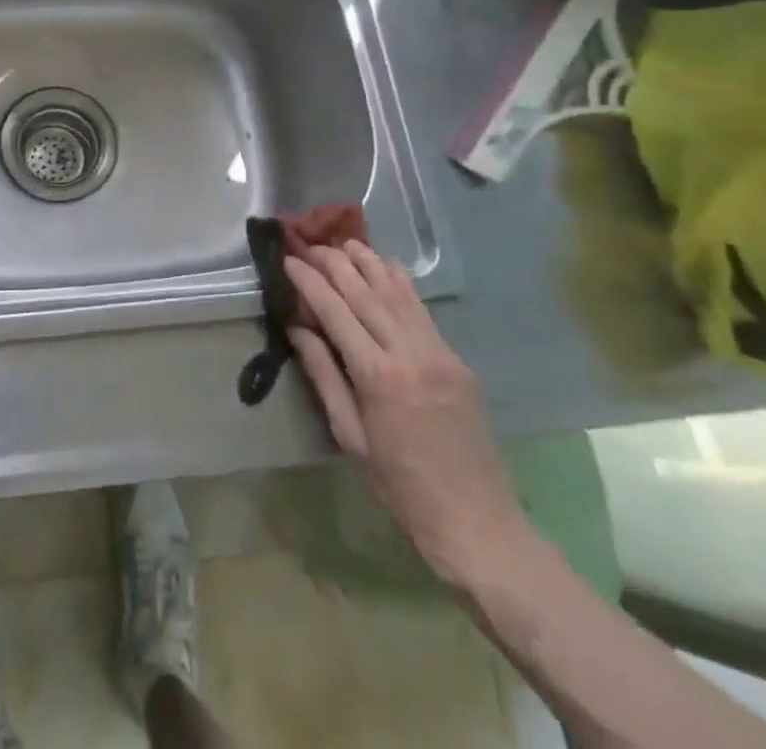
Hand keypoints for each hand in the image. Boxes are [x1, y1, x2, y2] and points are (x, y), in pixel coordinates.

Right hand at [284, 242, 528, 582]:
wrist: (476, 523)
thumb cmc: (400, 487)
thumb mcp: (350, 437)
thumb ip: (323, 375)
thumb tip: (298, 328)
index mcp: (377, 377)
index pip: (335, 312)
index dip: (309, 282)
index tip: (289, 260)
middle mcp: (409, 354)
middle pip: (366, 293)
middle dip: (335, 264)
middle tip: (310, 245)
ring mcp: (439, 353)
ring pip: (397, 293)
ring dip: (369, 263)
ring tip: (344, 242)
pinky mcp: (456, 360)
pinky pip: (422, 310)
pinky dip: (400, 283)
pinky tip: (387, 266)